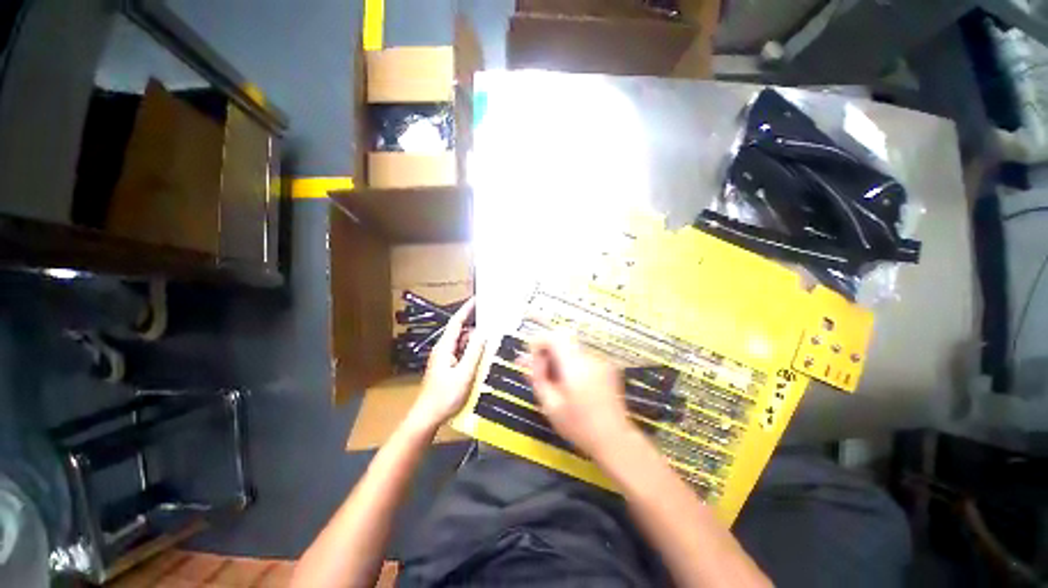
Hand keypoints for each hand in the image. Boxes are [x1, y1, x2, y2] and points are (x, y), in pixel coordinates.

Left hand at [407, 298, 485, 433]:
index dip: (467, 309)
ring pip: (463, 344)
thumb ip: (474, 352)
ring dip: (475, 342)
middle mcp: (444, 349)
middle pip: (461, 332)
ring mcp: (445, 359)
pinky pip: (462, 353)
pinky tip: (483, 357)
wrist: (427, 417)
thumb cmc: (444, 396)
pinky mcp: (448, 367)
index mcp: (445, 347)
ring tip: (492, 341)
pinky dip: (472, 352)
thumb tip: (484, 333)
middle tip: (494, 324)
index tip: (478, 298)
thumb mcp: (464, 374)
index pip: (456, 322)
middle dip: (476, 327)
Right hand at [526, 334, 633, 459]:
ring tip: (555, 381)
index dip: (539, 342)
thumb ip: (537, 378)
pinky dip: (572, 363)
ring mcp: (600, 360)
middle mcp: (589, 357)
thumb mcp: (550, 405)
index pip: (554, 337)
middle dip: (548, 351)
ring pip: (572, 348)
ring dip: (560, 358)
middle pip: (563, 340)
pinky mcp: (607, 366)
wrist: (614, 439)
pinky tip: (571, 383)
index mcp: (574, 366)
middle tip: (539, 370)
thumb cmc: (578, 426)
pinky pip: (583, 356)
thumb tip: (524, 360)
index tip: (531, 358)